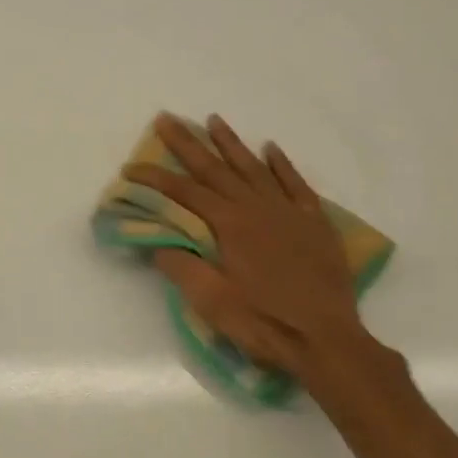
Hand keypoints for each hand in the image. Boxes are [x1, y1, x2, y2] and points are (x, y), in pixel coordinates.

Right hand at [126, 113, 373, 377]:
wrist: (327, 339)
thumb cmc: (264, 322)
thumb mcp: (211, 301)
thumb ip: (182, 267)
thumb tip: (160, 242)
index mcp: (230, 225)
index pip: (185, 193)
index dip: (155, 178)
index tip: (131, 167)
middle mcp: (258, 208)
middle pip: (216, 169)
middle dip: (188, 144)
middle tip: (167, 118)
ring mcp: (290, 212)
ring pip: (255, 168)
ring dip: (232, 144)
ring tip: (213, 120)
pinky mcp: (315, 224)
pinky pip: (296, 184)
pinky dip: (282, 165)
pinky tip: (270, 148)